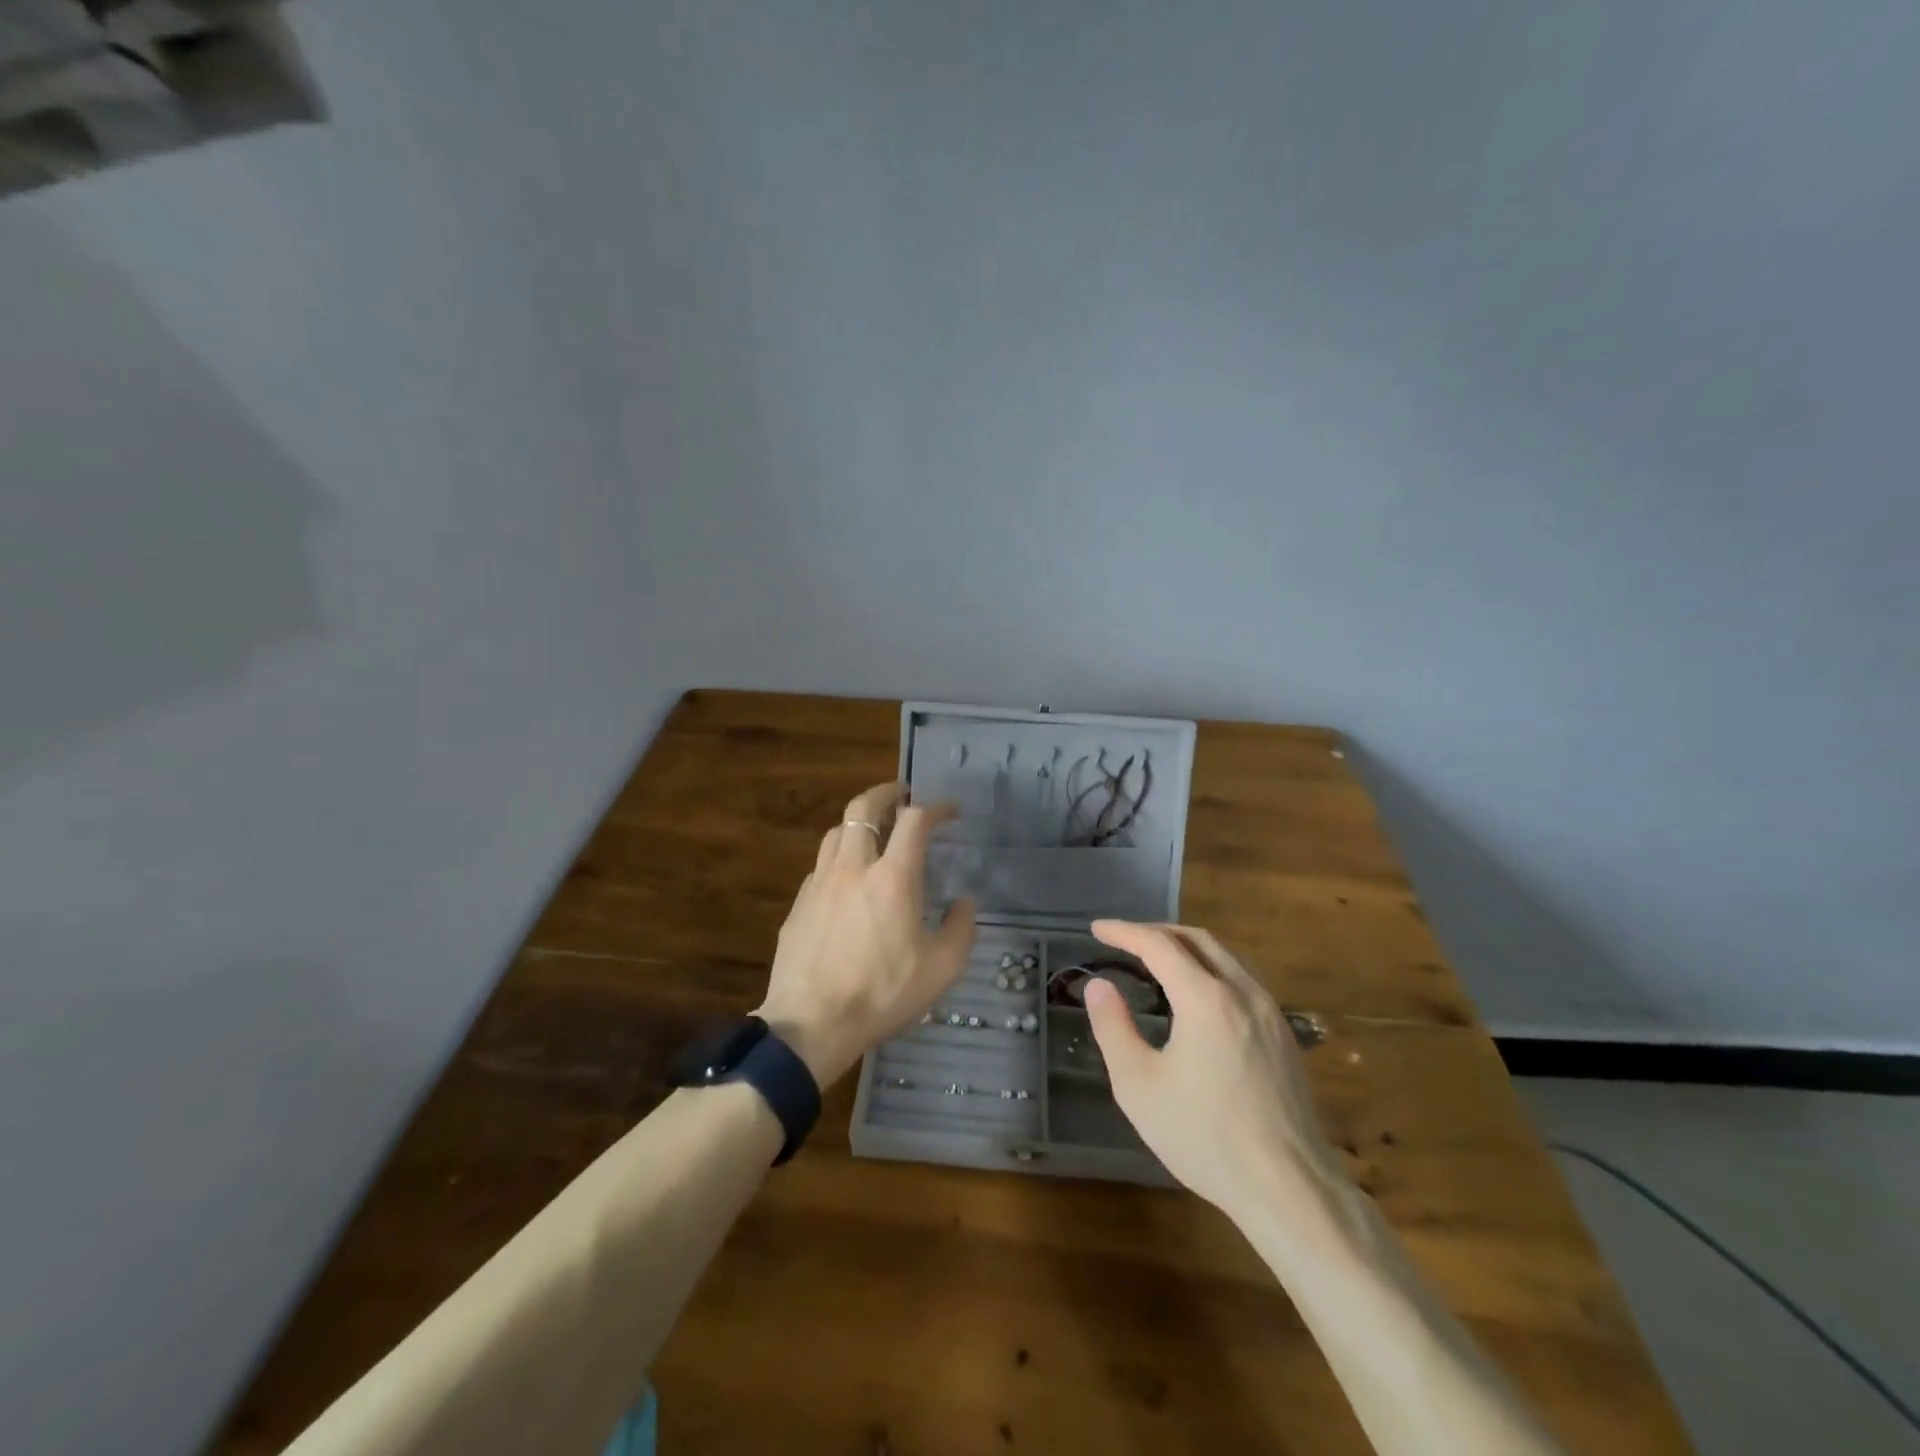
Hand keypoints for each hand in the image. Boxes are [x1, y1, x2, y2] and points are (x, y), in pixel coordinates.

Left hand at [756, 782, 976, 1087]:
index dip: (935, 808)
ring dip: (859, 821)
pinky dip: (840, 857)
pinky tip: (847, 879)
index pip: (914, 820)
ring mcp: (820, 883)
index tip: (949, 812)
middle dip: (885, 792)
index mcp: (893, 878)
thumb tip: (964, 902)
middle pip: (864, 807)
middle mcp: (854, 867)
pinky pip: (821, 865)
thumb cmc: (882, 995)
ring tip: (873, 831)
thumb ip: (960, 929)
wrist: (811, 1023)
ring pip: (837, 831)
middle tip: (902, 793)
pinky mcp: (799, 903)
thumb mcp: (941, 970)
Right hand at [1083, 921, 1347, 1225]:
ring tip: (1158, 959)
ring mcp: (1270, 1012)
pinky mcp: (1284, 1035)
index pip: (1159, 945)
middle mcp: (1242, 992)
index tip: (1097, 929)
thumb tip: (1098, 985)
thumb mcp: (1138, 1085)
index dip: (1125, 931)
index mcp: (1206, 999)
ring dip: (1187, 947)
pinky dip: (1211, 969)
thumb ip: (1113, 1027)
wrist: (1290, 1189)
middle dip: (1157, 932)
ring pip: (1226, 957)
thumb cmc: (1205, 1137)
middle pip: (1198, 940)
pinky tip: (1198, 995)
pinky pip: (1243, 980)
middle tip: (1125, 939)